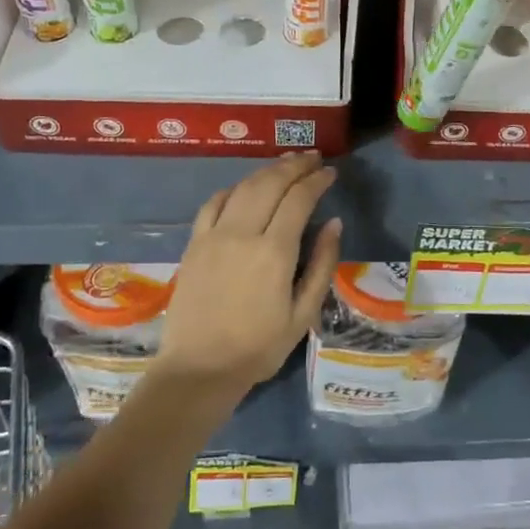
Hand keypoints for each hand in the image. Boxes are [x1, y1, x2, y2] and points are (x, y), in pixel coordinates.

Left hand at [156, 152, 342, 392]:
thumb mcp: (303, 314)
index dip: (317, 181)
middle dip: (294, 166)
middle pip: (270, 183)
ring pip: (243, 187)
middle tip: (312, 159)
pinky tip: (245, 188)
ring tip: (285, 165)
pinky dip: (233, 189)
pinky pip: (213, 204)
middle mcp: (242, 234)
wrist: (198, 369)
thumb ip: (321, 265)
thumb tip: (335, 224)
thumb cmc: (258, 348)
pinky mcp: (194, 244)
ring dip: (266, 171)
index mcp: (274, 252)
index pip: (299, 199)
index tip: (330, 173)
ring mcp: (213, 236)